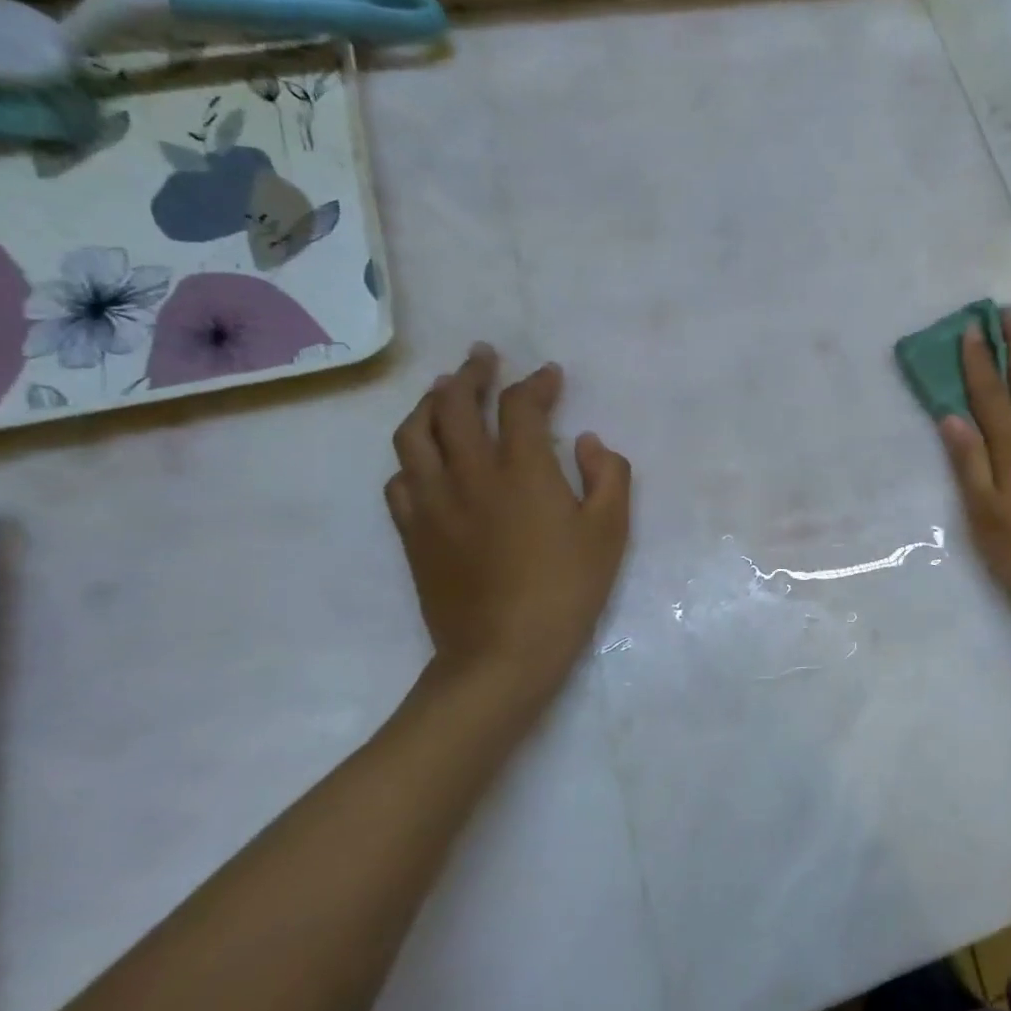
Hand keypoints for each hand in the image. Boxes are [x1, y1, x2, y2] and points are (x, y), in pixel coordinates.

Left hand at [387, 344, 630, 703]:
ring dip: (429, 403)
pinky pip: (399, 478)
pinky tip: (424, 456)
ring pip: (414, 434)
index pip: (521, 406)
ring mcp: (433, 502)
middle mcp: (470, 474)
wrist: (503, 652)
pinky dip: (411, 455)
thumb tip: (587, 442)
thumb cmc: (567, 589)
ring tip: (442, 390)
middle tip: (482, 357)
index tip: (549, 374)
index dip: (535, 383)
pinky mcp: (413, 531)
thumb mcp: (610, 531)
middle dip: (470, 374)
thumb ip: (608, 475)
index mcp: (522, 470)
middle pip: (455, 406)